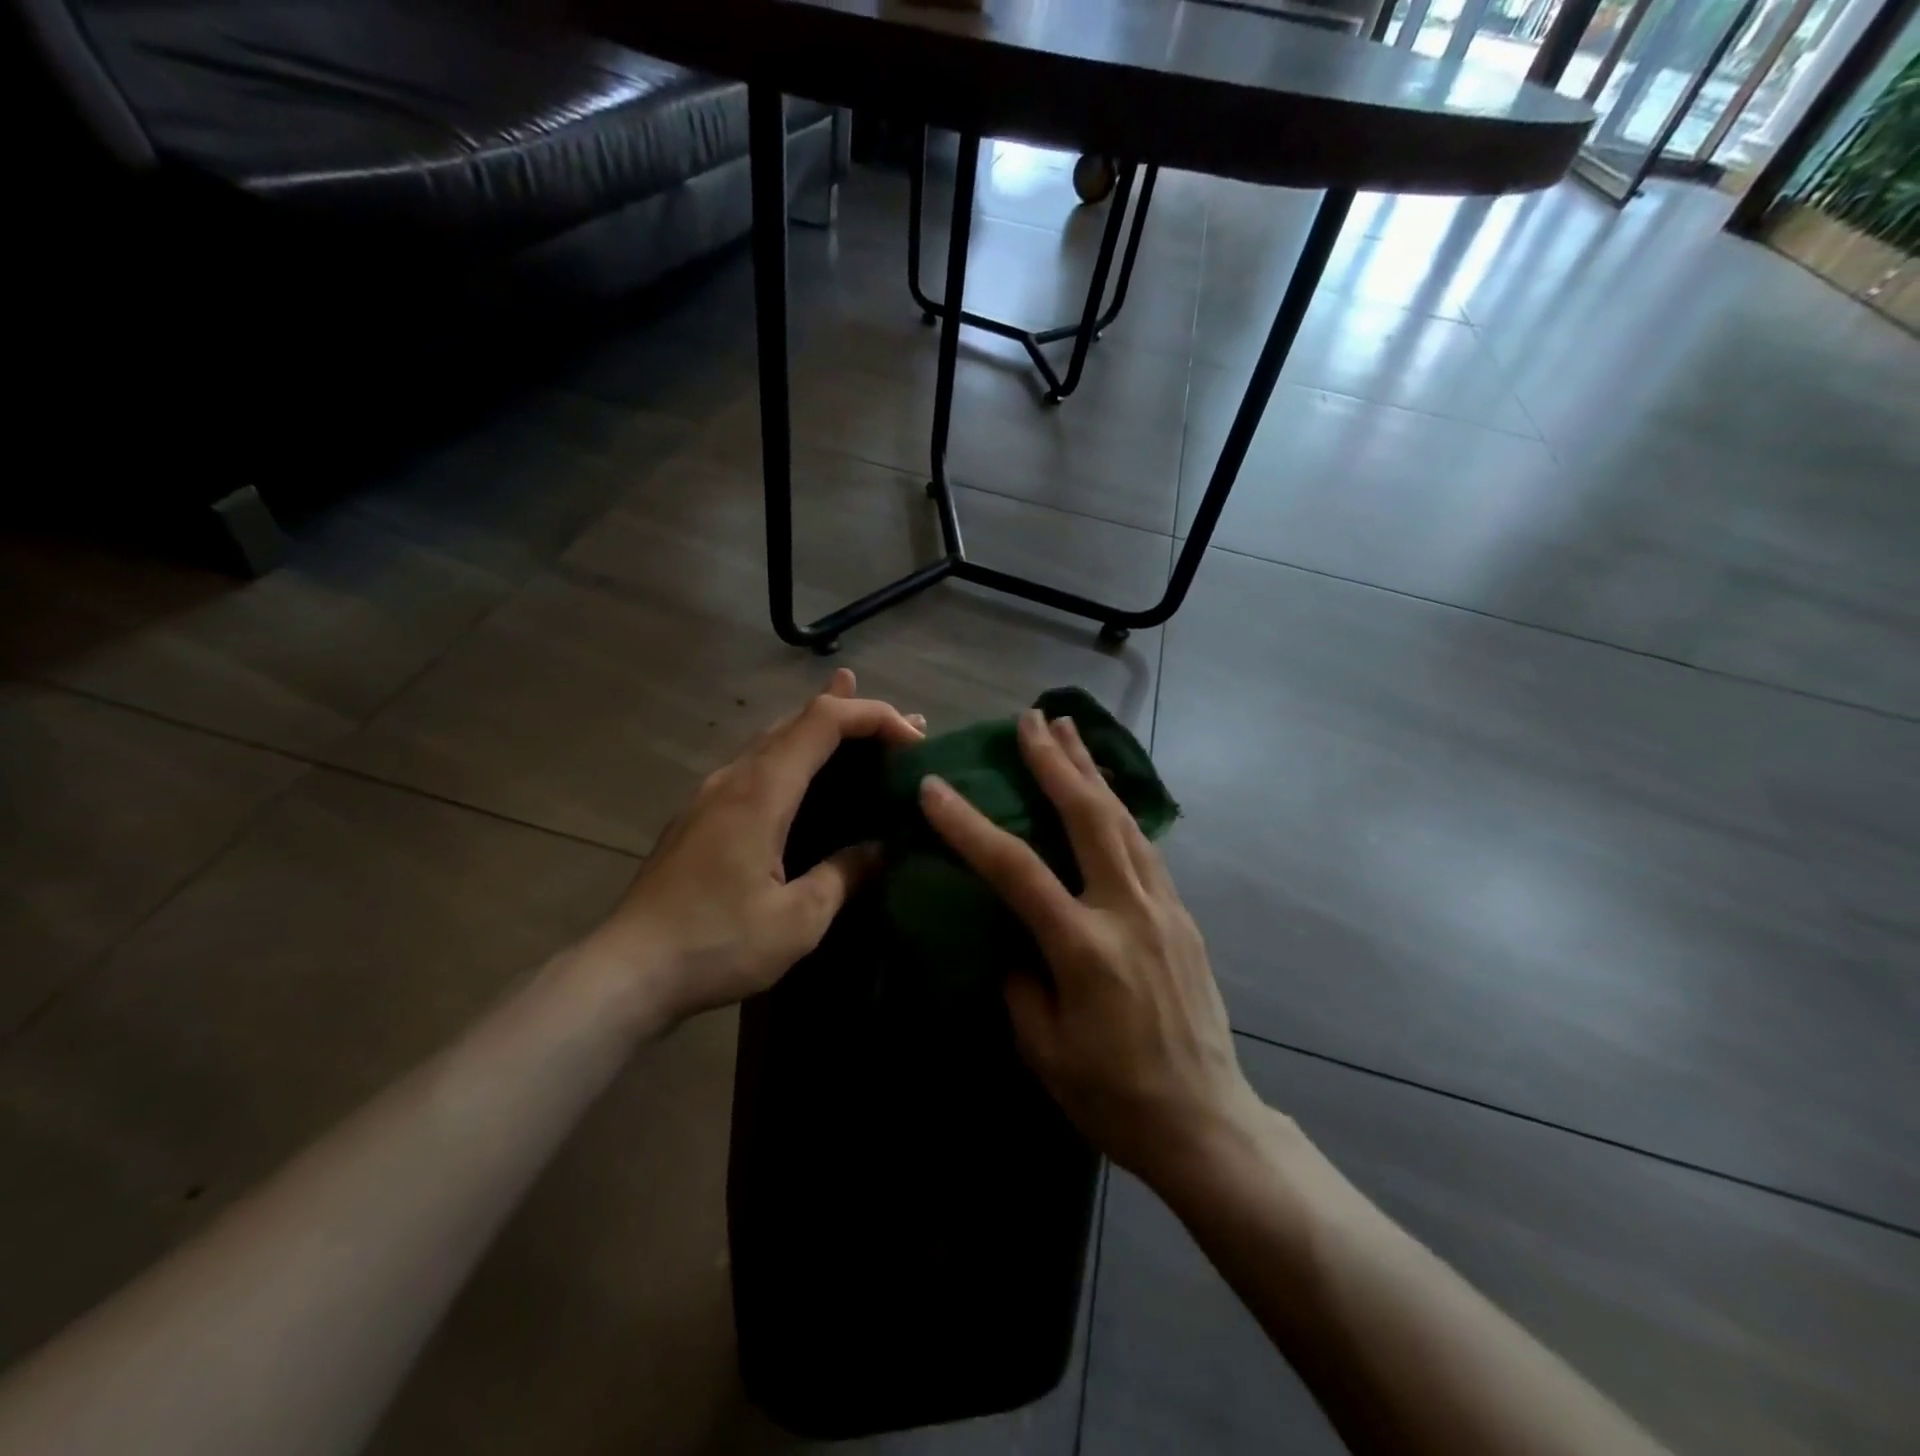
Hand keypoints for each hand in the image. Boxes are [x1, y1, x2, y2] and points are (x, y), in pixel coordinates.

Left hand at [583, 669, 923, 1026]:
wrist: (626, 971)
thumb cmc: (717, 943)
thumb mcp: (797, 919)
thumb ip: (843, 874)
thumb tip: (879, 849)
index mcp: (762, 791)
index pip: (823, 721)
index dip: (872, 715)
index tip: (913, 738)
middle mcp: (734, 778)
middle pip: (799, 720)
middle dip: (856, 715)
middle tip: (904, 729)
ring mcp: (711, 794)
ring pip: (775, 740)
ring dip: (823, 733)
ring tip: (864, 732)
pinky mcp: (700, 816)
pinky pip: (758, 766)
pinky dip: (796, 757)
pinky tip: (805, 777)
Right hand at [919, 709, 1264, 1191]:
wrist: (1206, 1121)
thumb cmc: (1113, 1095)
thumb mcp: (1043, 1047)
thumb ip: (1018, 979)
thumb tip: (1009, 935)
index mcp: (1084, 948)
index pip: (1016, 869)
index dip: (969, 825)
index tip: (935, 788)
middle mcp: (1127, 912)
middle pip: (1088, 817)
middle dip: (1055, 762)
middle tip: (1031, 720)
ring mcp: (1163, 908)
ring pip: (1124, 820)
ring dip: (1091, 771)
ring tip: (1069, 731)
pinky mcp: (1182, 914)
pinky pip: (1144, 845)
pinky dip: (1118, 809)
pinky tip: (1104, 793)